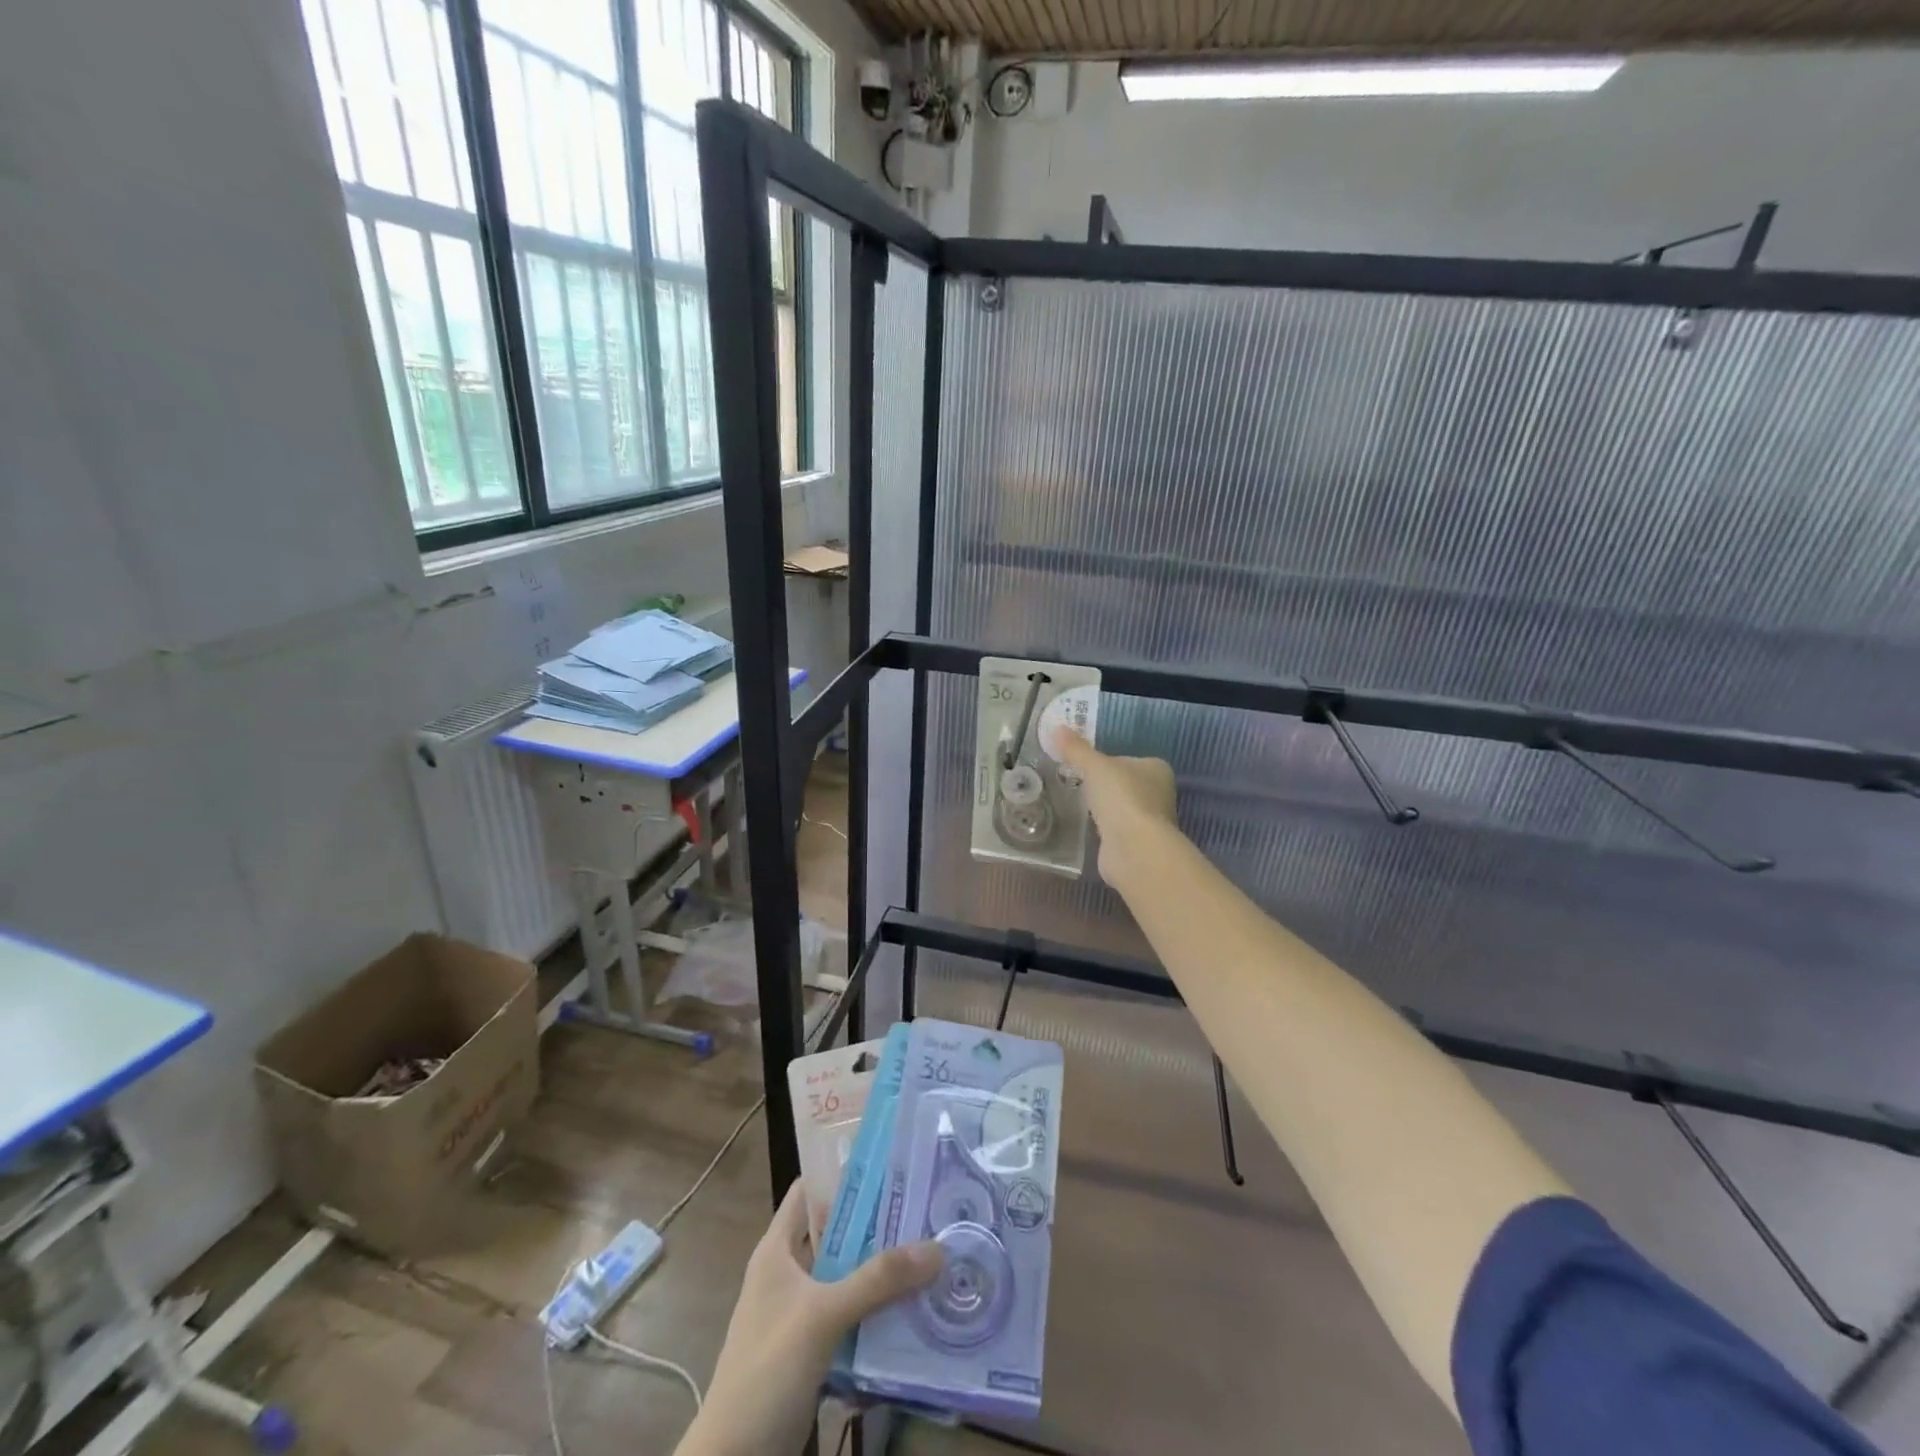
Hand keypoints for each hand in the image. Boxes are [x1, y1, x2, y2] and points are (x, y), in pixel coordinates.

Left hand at [677, 1182, 942, 1455]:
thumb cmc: (767, 1370)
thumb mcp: (823, 1316)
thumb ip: (878, 1280)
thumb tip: (937, 1247)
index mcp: (778, 1250)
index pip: (810, 1190)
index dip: (844, 1173)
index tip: (892, 1164)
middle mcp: (788, 1274)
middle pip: (838, 1235)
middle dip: (879, 1227)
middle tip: (928, 1212)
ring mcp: (800, 1316)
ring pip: (848, 1280)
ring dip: (883, 1276)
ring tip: (932, 1259)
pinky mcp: (812, 1353)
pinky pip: (851, 1322)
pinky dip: (877, 1318)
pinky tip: (913, 1316)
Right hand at [1046, 727, 1176, 883]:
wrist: (1134, 848)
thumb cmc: (1121, 797)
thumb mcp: (1094, 766)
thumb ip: (1076, 749)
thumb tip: (1057, 728)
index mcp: (1156, 769)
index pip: (1126, 760)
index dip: (1105, 762)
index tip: (1083, 767)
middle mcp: (1159, 793)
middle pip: (1124, 784)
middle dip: (1104, 787)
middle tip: (1077, 785)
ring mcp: (1151, 821)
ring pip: (1121, 808)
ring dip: (1104, 809)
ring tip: (1079, 807)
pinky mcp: (1139, 844)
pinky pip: (1117, 829)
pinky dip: (1105, 829)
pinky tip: (1089, 829)